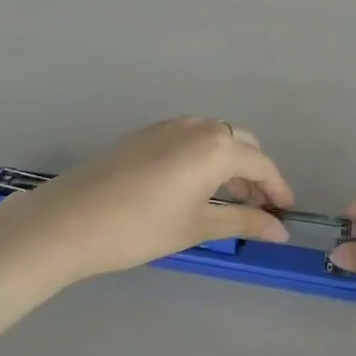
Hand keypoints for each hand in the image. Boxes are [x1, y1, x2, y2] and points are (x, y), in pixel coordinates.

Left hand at [0, 118, 292, 284]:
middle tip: (259, 208)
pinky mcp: (146, 134)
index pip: (261, 164)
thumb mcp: (197, 226)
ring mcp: (168, 126)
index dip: (278, 188)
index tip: (286, 212)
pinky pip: (190, 138)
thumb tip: (280, 229)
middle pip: (241, 143)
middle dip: (255, 173)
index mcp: (217, 146)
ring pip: (215, 138)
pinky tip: (194, 186)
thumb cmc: (141, 227)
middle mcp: (197, 126)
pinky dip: (204, 157)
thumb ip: (243, 222)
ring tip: (228, 201)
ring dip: (229, 164)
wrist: (69, 220)